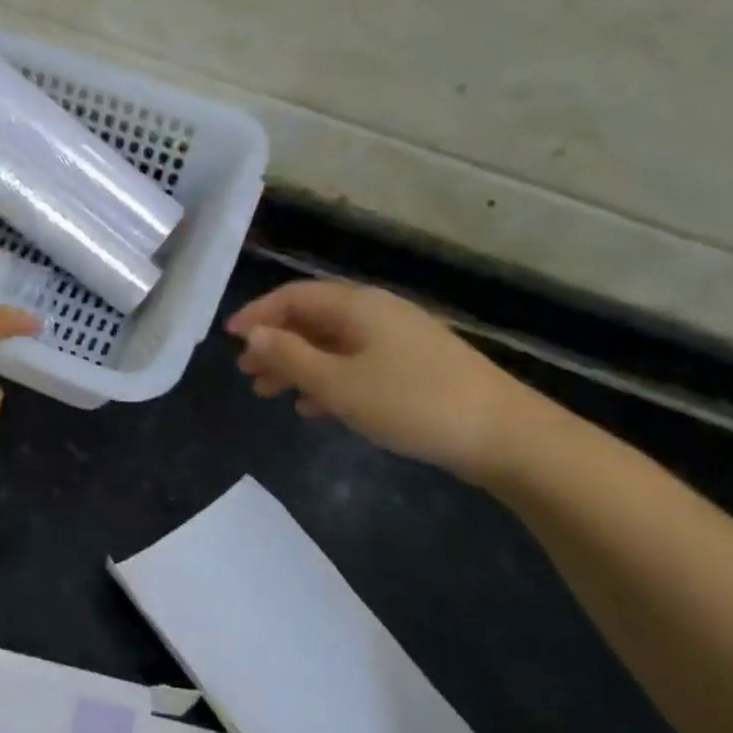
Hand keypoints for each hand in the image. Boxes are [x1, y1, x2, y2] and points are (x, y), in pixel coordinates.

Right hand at [225, 280, 539, 481]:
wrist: (504, 435)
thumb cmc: (411, 403)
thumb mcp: (338, 383)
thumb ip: (290, 357)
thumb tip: (253, 336)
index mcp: (357, 306)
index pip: (294, 297)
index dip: (258, 315)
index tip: (229, 339)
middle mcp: (376, 314)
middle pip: (312, 320)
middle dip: (275, 344)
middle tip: (246, 373)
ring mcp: (398, 340)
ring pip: (332, 345)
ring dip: (297, 365)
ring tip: (269, 393)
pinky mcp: (413, 368)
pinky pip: (355, 364)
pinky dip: (327, 380)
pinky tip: (313, 407)